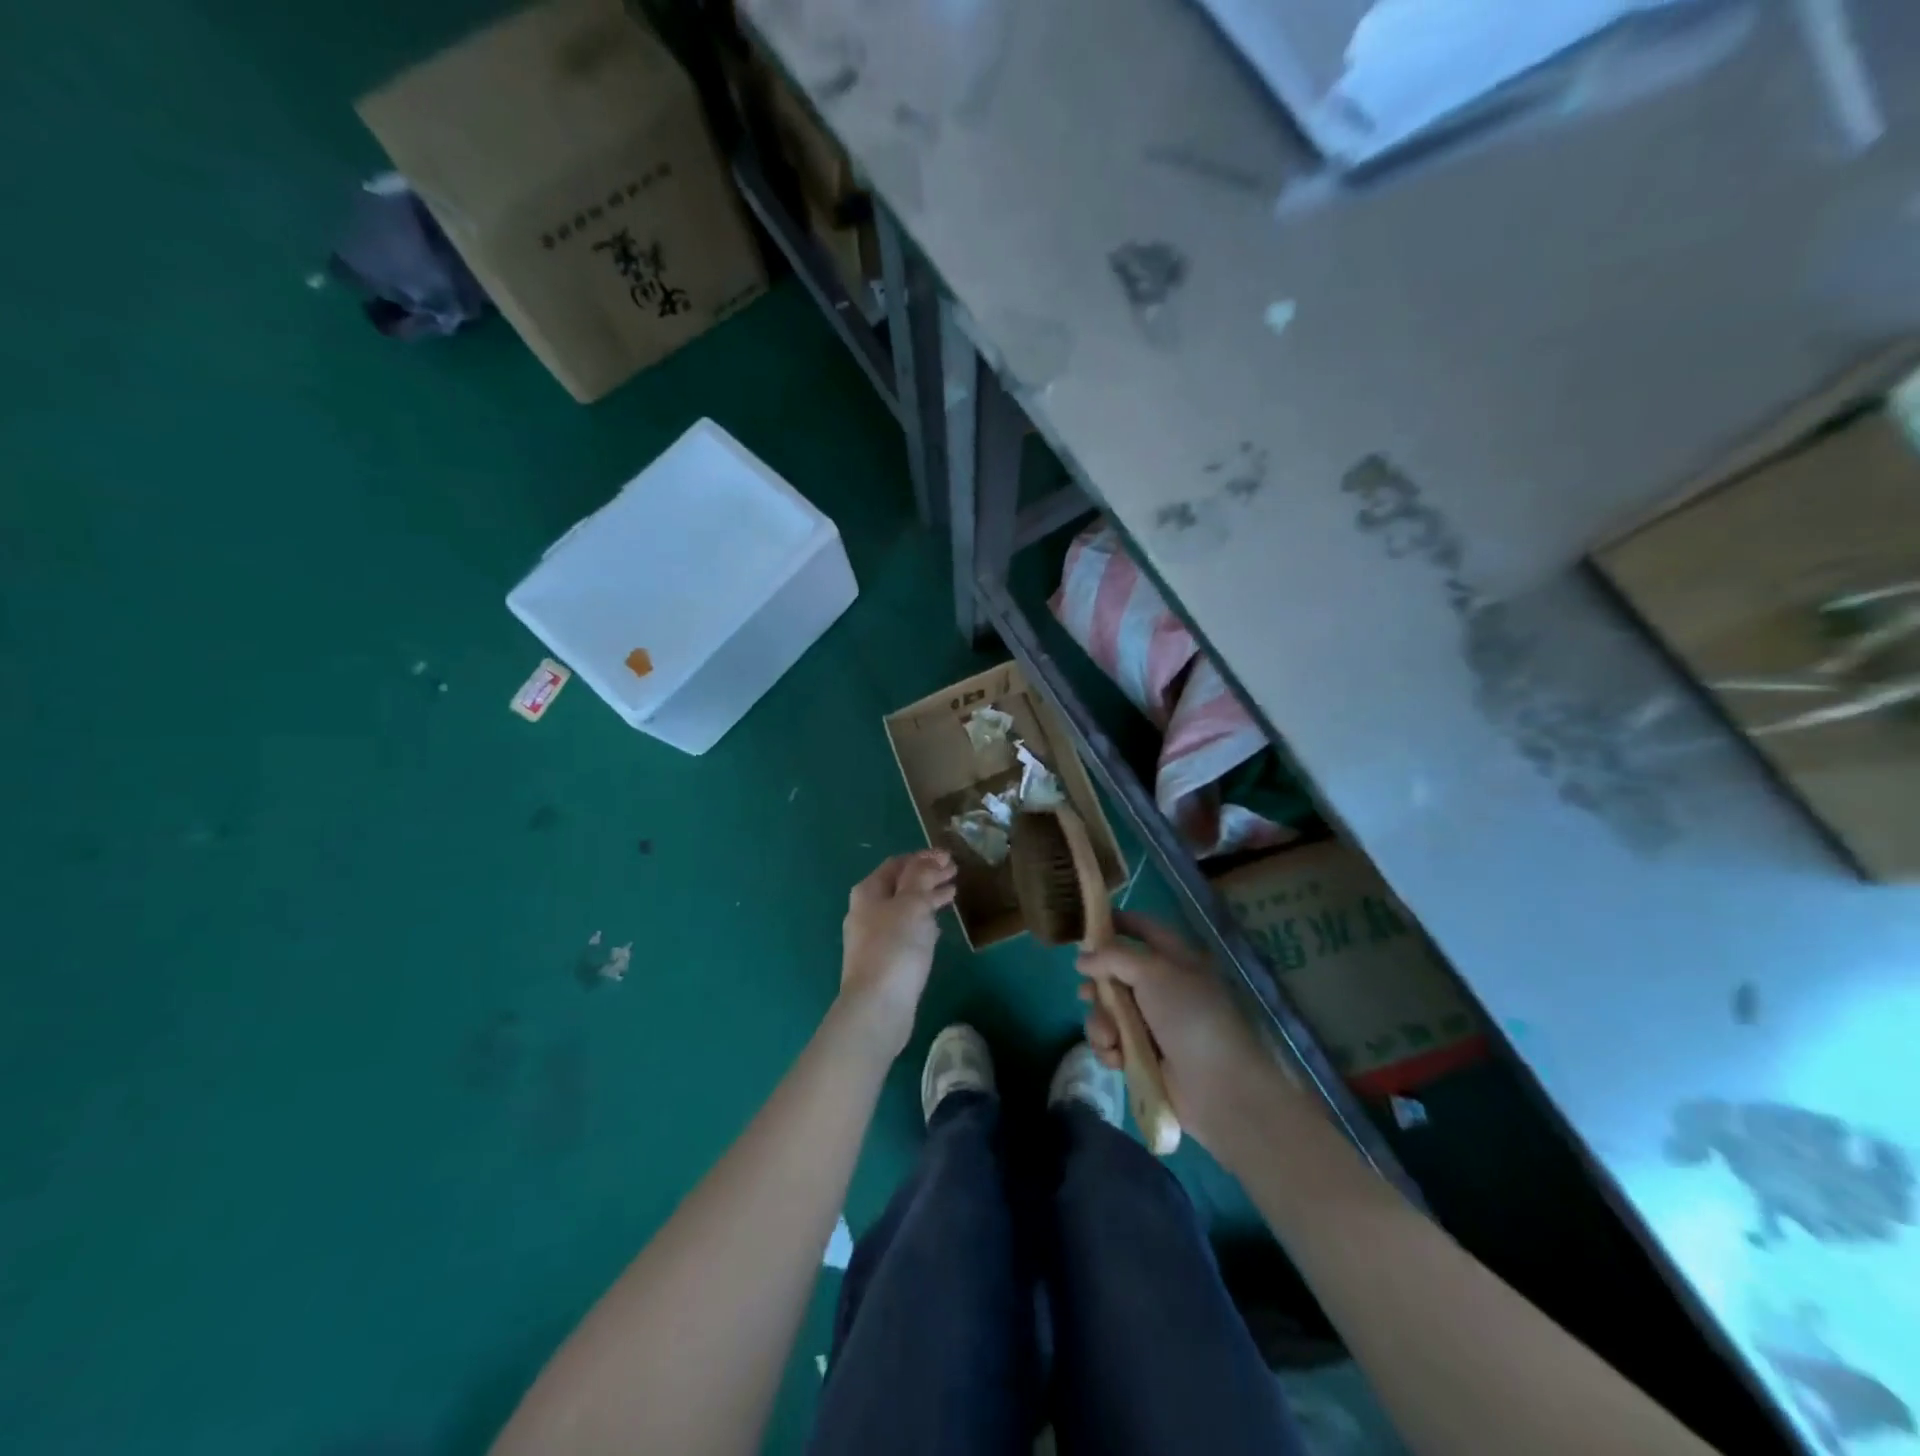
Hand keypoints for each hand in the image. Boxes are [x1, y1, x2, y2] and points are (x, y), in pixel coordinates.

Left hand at [836, 850, 957, 1059]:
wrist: (877, 1006)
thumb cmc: (895, 947)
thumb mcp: (912, 904)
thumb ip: (921, 877)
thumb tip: (929, 859)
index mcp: (869, 892)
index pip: (898, 864)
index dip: (924, 857)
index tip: (949, 856)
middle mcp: (866, 911)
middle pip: (900, 885)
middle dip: (927, 876)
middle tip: (955, 872)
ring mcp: (872, 937)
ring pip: (904, 908)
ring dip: (927, 898)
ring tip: (952, 894)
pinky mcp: (883, 960)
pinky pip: (905, 930)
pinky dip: (922, 921)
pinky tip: (937, 926)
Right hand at [1078, 913, 1296, 1161]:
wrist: (1219, 1088)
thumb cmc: (1190, 1016)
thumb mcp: (1153, 972)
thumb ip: (1113, 957)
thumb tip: (1082, 959)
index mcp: (1175, 960)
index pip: (1144, 929)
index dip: (1118, 921)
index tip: (1087, 923)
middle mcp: (1162, 988)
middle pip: (1116, 973)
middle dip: (1097, 985)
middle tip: (1086, 993)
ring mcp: (1152, 1024)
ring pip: (1109, 1010)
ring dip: (1101, 1022)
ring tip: (1110, 1037)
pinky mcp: (1142, 1056)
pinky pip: (1112, 1042)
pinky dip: (1109, 1048)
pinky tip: (1116, 1058)